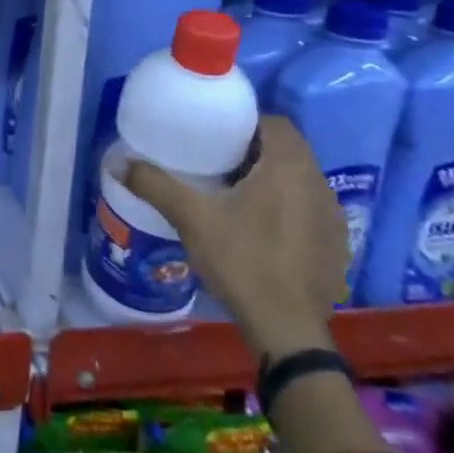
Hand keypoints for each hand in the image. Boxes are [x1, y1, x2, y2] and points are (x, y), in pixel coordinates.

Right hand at [126, 115, 348, 361]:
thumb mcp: (191, 218)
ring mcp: (333, 218)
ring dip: (271, 179)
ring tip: (234, 194)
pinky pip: (308, 209)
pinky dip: (286, 208)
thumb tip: (118, 162)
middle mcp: (319, 185)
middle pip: (287, 151)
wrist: (287, 329)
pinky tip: (259, 229)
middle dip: (253, 151)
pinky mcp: (335, 245)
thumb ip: (155, 185)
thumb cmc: (242, 261)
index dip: (246, 123)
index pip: (275, 123)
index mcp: (289, 169)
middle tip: (215, 162)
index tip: (215, 134)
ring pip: (299, 181)